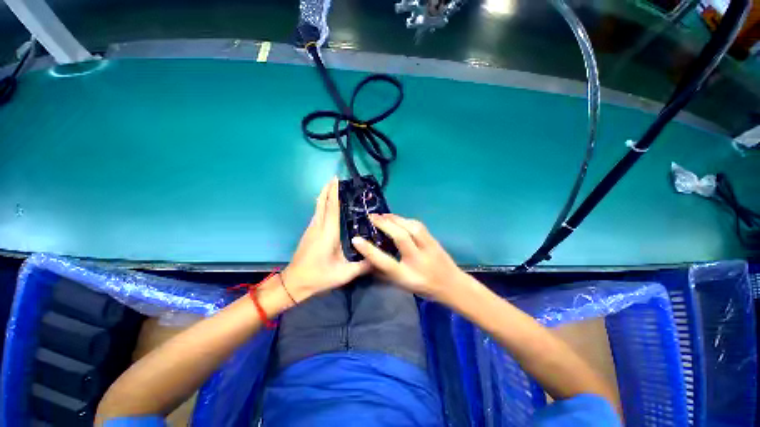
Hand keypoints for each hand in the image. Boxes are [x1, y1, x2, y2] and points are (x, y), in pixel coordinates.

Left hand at [282, 177, 369, 302]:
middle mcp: (319, 227)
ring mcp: (312, 229)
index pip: (332, 208)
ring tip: (332, 187)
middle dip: (328, 189)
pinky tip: (326, 204)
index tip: (336, 179)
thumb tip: (379, 259)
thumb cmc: (319, 277)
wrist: (294, 283)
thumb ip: (363, 266)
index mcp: (328, 233)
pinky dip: (322, 204)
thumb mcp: (344, 274)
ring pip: (318, 206)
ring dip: (324, 195)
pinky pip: (317, 213)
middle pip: (322, 203)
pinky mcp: (309, 232)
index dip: (334, 192)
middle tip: (335, 178)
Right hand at [351, 214, 465, 301]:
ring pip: (412, 228)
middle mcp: (418, 261)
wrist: (452, 286)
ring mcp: (428, 249)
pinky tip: (398, 219)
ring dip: (395, 219)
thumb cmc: (423, 288)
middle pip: (401, 238)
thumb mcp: (401, 285)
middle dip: (385, 224)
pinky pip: (419, 226)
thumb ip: (385, 273)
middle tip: (372, 217)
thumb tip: (367, 260)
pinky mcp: (435, 241)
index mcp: (407, 277)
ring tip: (383, 215)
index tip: (356, 239)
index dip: (369, 250)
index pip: (385, 262)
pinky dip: (406, 220)